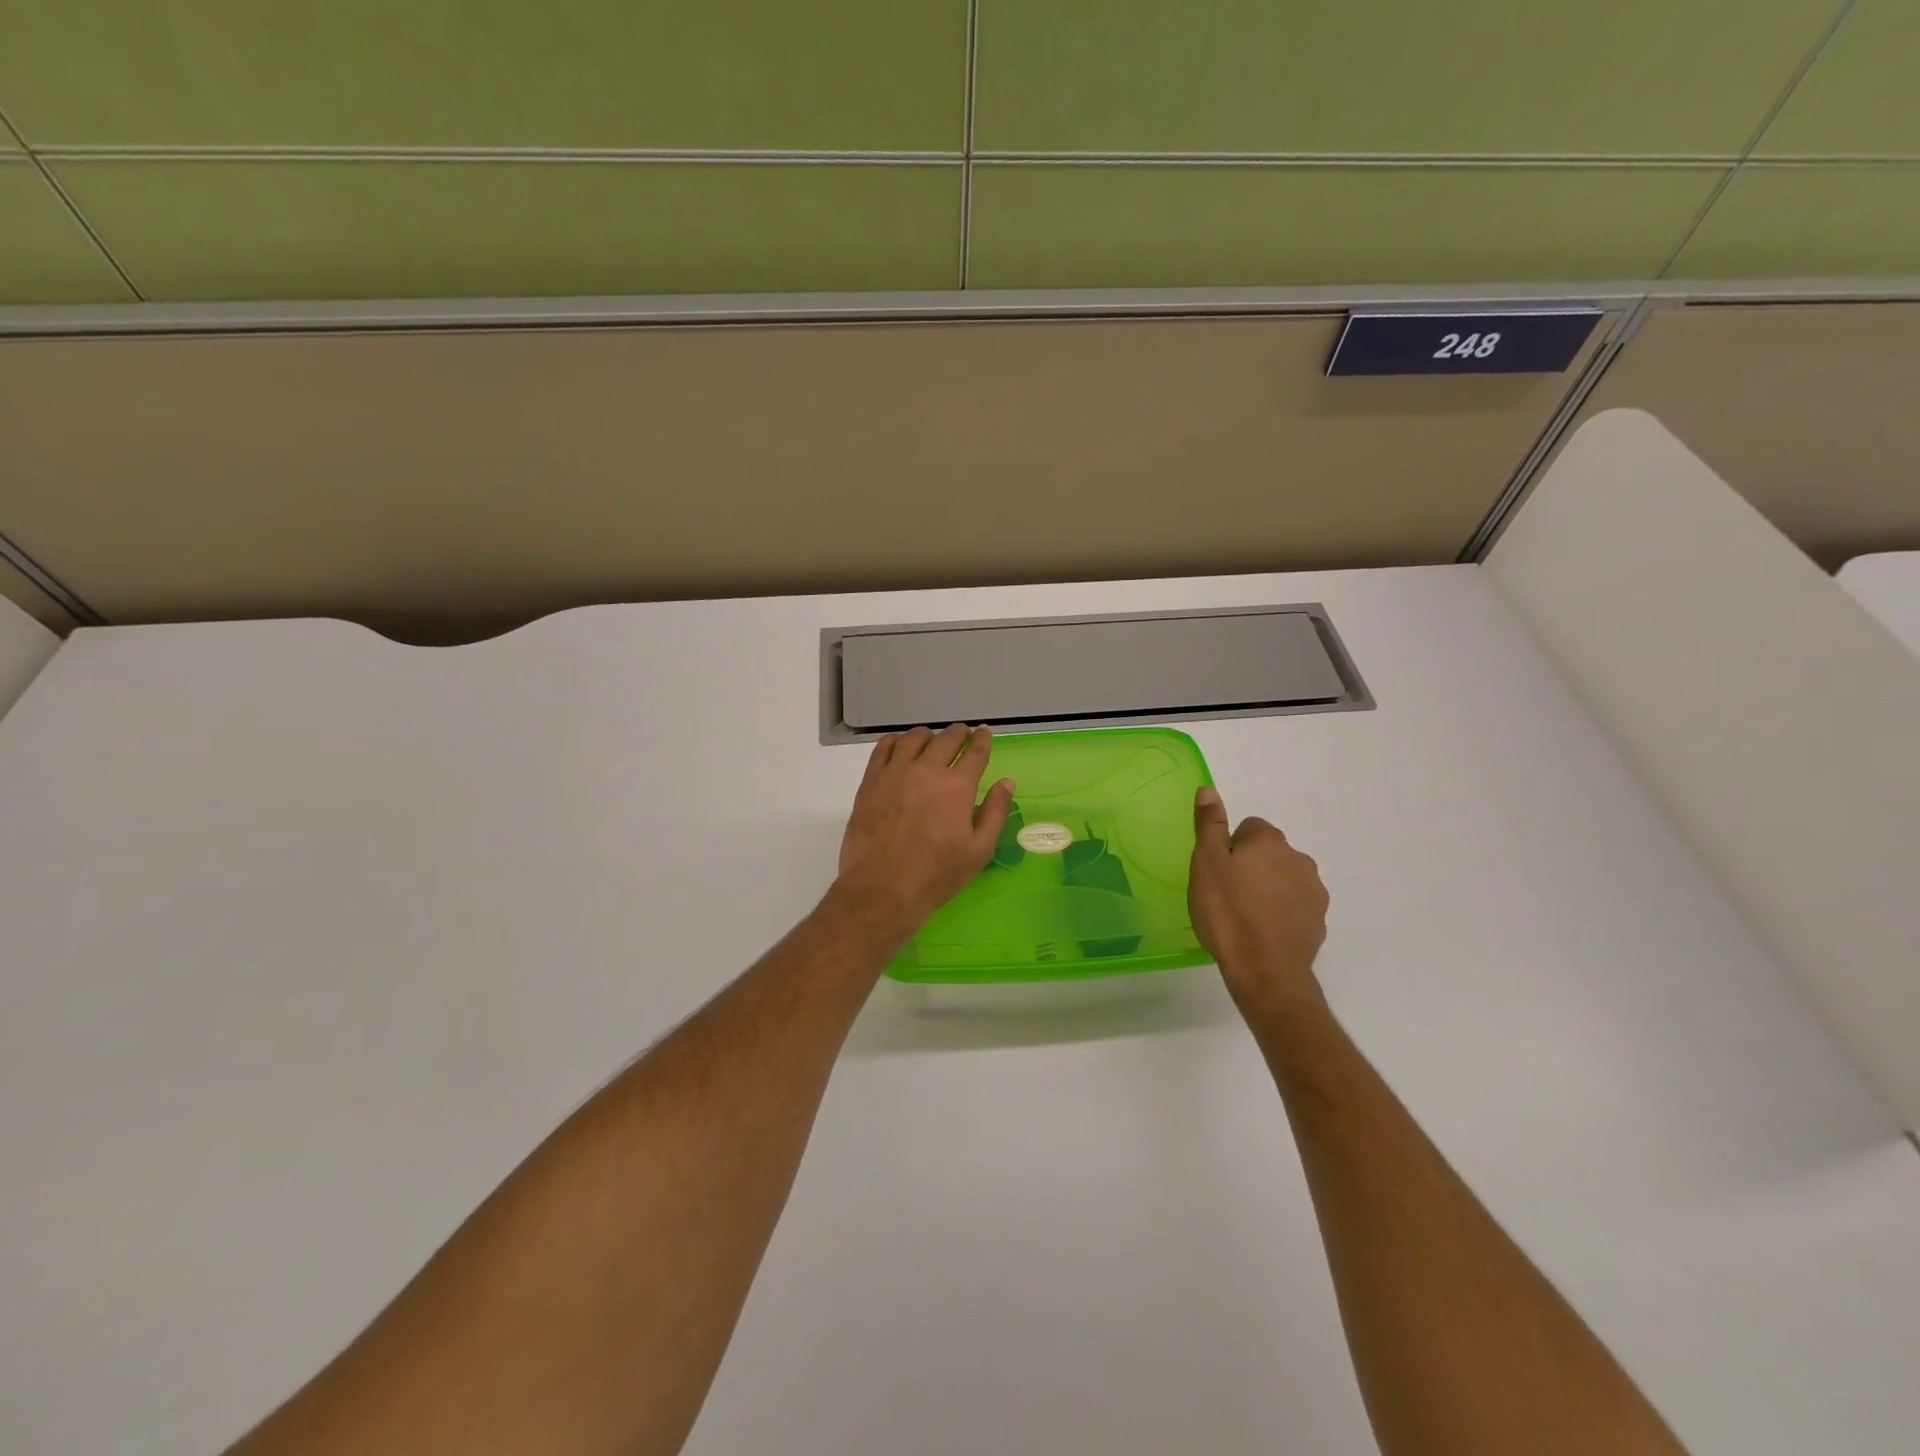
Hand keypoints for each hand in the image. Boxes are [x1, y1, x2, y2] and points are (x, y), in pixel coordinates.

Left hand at [837, 724, 1015, 930]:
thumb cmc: (936, 874)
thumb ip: (995, 812)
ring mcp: (895, 772)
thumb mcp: (978, 850)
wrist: (883, 887)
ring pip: (914, 739)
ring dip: (928, 735)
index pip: (975, 753)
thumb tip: (1007, 782)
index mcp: (957, 786)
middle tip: (962, 733)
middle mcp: (927, 770)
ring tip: (931, 738)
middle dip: (958, 734)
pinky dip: (895, 741)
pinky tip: (899, 745)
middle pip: (946, 740)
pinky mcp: (871, 781)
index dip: (982, 740)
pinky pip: (883, 749)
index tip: (984, 733)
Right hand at [1189, 785, 1329, 1016]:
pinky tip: (1262, 932)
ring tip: (1244, 916)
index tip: (1216, 872)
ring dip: (1267, 888)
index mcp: (1269, 841)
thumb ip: (1209, 824)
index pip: (1247, 828)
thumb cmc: (1227, 912)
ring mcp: (1314, 891)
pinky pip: (1294, 905)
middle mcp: (1299, 858)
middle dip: (1250, 866)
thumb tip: (1209, 789)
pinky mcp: (1319, 920)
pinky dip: (1280, 912)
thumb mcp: (1206, 864)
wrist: (1265, 970)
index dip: (1228, 847)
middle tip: (1226, 894)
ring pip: (1283, 878)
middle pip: (1268, 852)